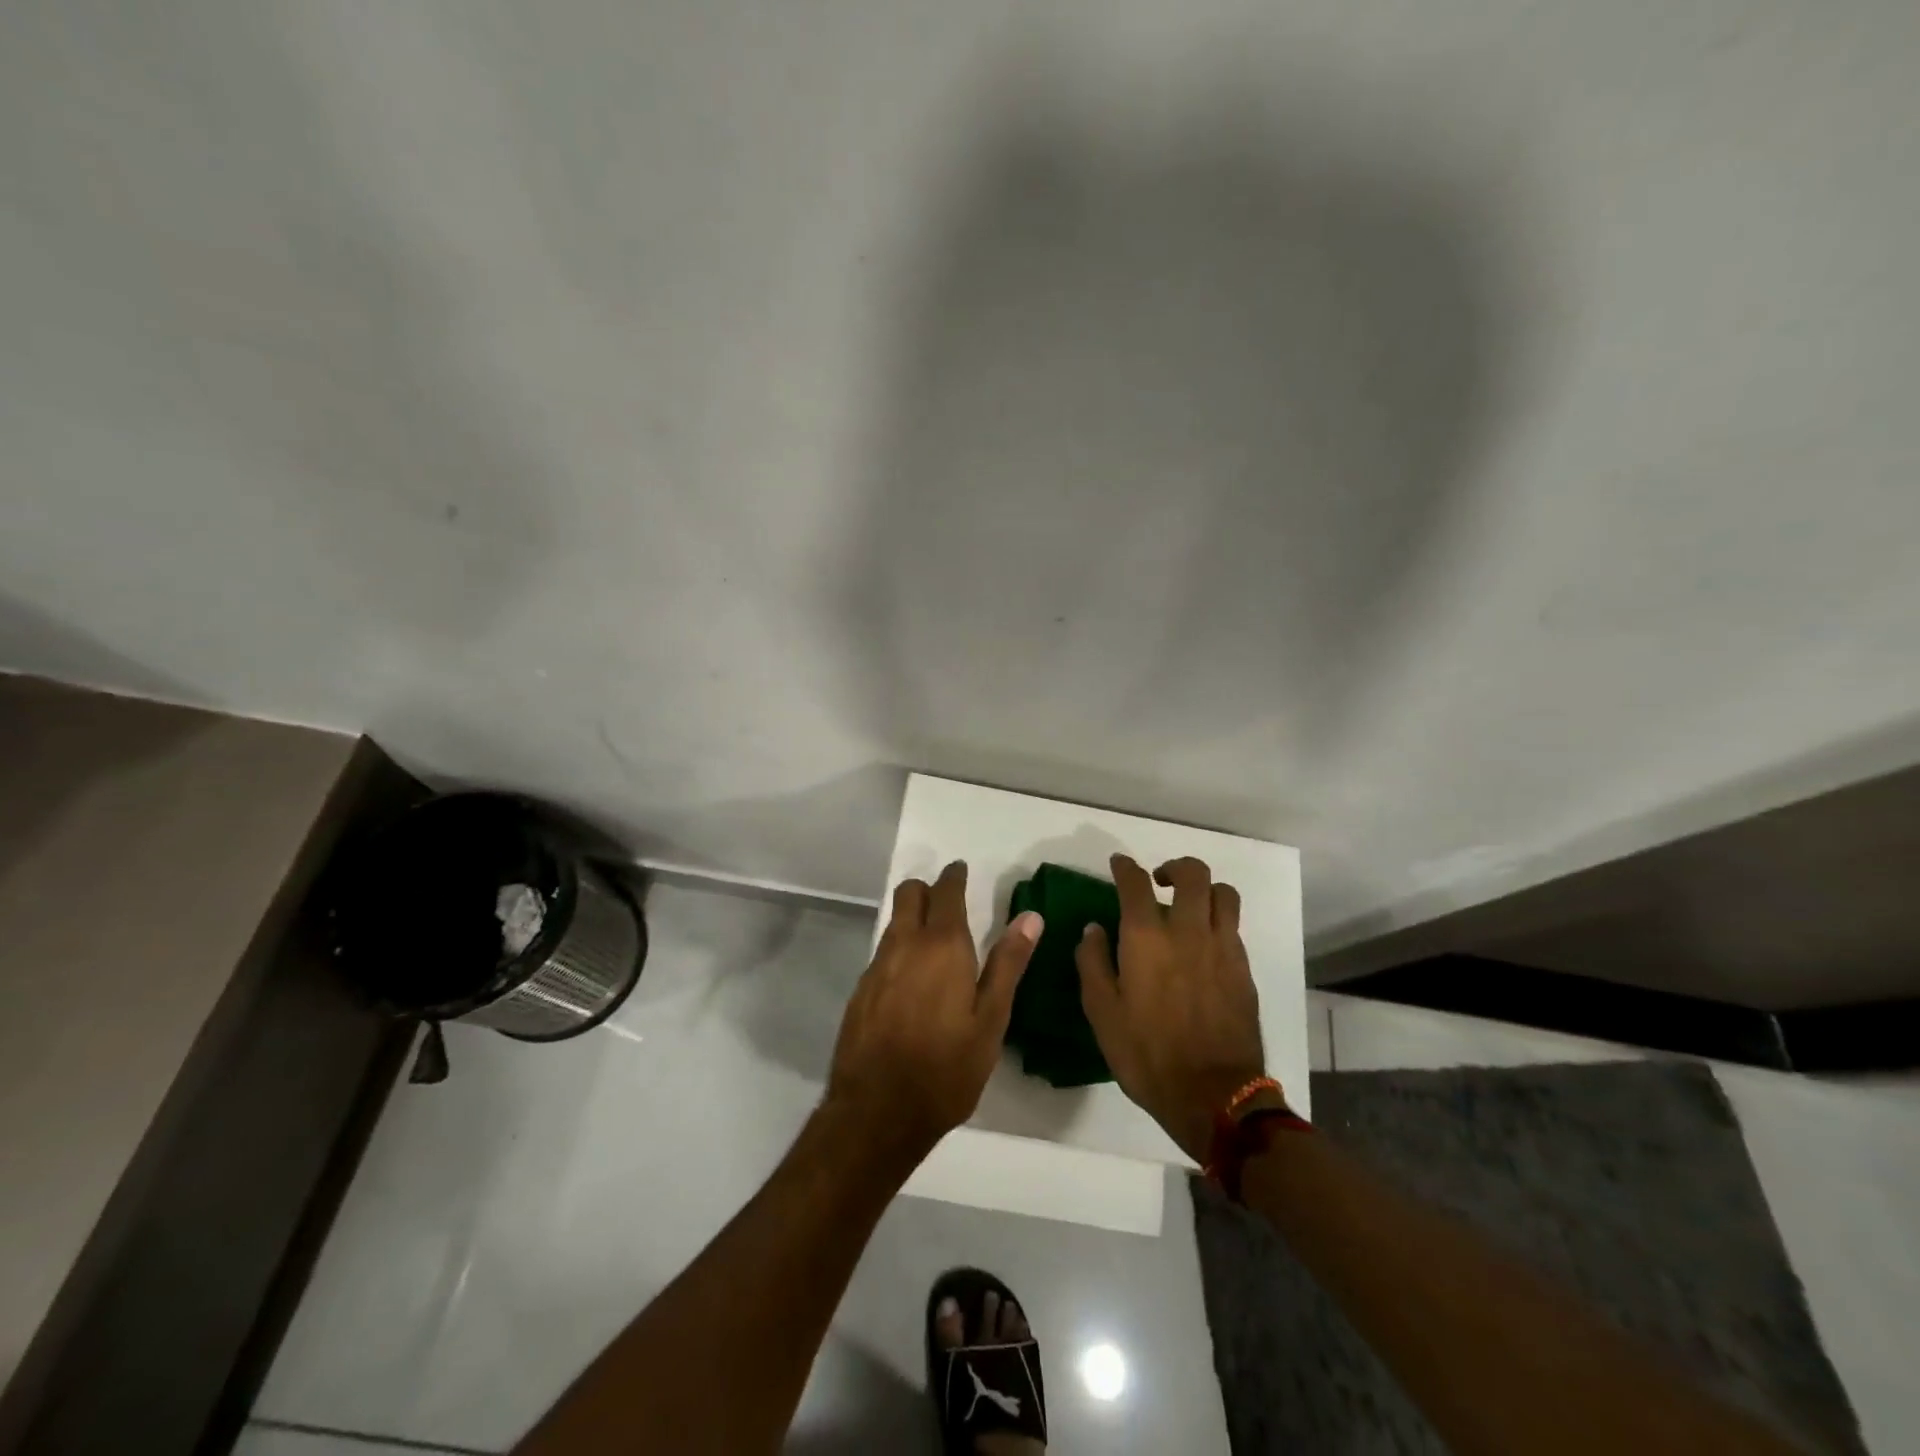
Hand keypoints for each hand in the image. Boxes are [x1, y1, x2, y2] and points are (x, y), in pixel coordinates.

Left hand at [826, 861, 1040, 1165]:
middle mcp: (904, 945)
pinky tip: (912, 984)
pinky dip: (899, 951)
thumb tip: (1030, 916)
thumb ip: (1008, 963)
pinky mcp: (860, 991)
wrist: (878, 1111)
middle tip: (948, 904)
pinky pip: (882, 953)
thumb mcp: (991, 1020)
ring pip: (894, 923)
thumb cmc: (947, 1068)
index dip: (954, 877)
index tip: (961, 872)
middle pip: (909, 894)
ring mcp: (877, 967)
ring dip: (912, 919)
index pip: (946, 891)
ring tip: (934, 945)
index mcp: (942, 945)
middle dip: (927, 890)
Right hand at [1076, 854, 1268, 1161]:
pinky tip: (1204, 943)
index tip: (1118, 864)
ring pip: (1223, 893)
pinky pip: (1234, 926)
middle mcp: (1188, 931)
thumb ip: (1093, 963)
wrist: (1213, 1096)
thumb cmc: (1147, 1054)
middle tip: (1158, 880)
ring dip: (1204, 889)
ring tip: (1189, 905)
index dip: (1125, 866)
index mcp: (1147, 938)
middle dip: (1173, 867)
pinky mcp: (1244, 969)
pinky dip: (1218, 920)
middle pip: (1192, 873)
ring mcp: (1222, 948)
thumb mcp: (1102, 1013)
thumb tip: (1094, 929)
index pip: (1135, 882)